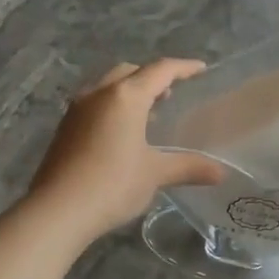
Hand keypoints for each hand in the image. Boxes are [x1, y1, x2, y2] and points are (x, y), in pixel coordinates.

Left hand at [28, 59, 226, 243]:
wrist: (57, 211)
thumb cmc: (112, 185)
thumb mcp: (155, 174)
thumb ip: (188, 167)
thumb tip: (220, 173)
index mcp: (125, 96)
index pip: (160, 70)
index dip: (183, 67)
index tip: (201, 69)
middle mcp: (99, 94)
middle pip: (130, 72)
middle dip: (152, 77)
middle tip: (172, 93)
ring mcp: (77, 109)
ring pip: (108, 86)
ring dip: (130, 91)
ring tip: (149, 113)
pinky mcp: (64, 128)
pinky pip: (95, 104)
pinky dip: (113, 107)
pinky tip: (122, 133)